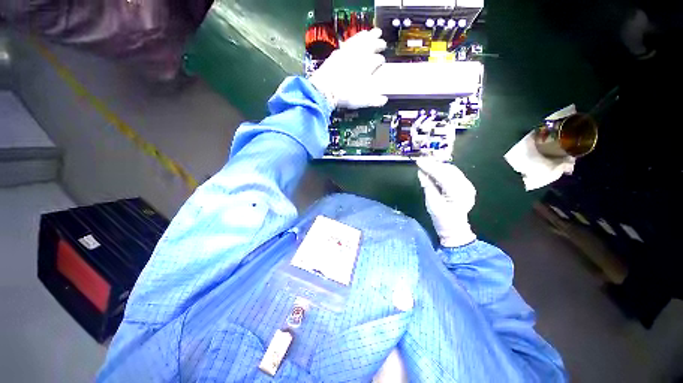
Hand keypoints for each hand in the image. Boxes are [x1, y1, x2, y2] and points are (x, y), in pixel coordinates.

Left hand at [309, 28, 387, 109]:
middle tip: (382, 42)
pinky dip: (353, 39)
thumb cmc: (344, 95)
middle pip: (371, 45)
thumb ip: (375, 100)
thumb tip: (383, 100)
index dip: (380, 61)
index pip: (377, 60)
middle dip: (378, 43)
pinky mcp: (337, 53)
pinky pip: (348, 42)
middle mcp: (358, 57)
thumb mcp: (363, 100)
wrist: (325, 91)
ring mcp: (347, 53)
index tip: (382, 62)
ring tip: (371, 33)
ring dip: (367, 36)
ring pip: (360, 40)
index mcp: (367, 66)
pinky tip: (353, 39)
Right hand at [416, 159, 476, 247]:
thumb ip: (428, 185)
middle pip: (449, 170)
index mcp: (458, 193)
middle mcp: (466, 187)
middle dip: (434, 165)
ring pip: (452, 170)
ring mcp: (468, 186)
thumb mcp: (431, 203)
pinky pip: (453, 174)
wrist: (454, 228)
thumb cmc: (441, 219)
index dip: (430, 167)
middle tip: (421, 161)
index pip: (442, 175)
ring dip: (438, 167)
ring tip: (426, 165)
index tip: (419, 161)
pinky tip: (434, 171)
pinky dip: (443, 171)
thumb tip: (421, 172)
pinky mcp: (466, 186)